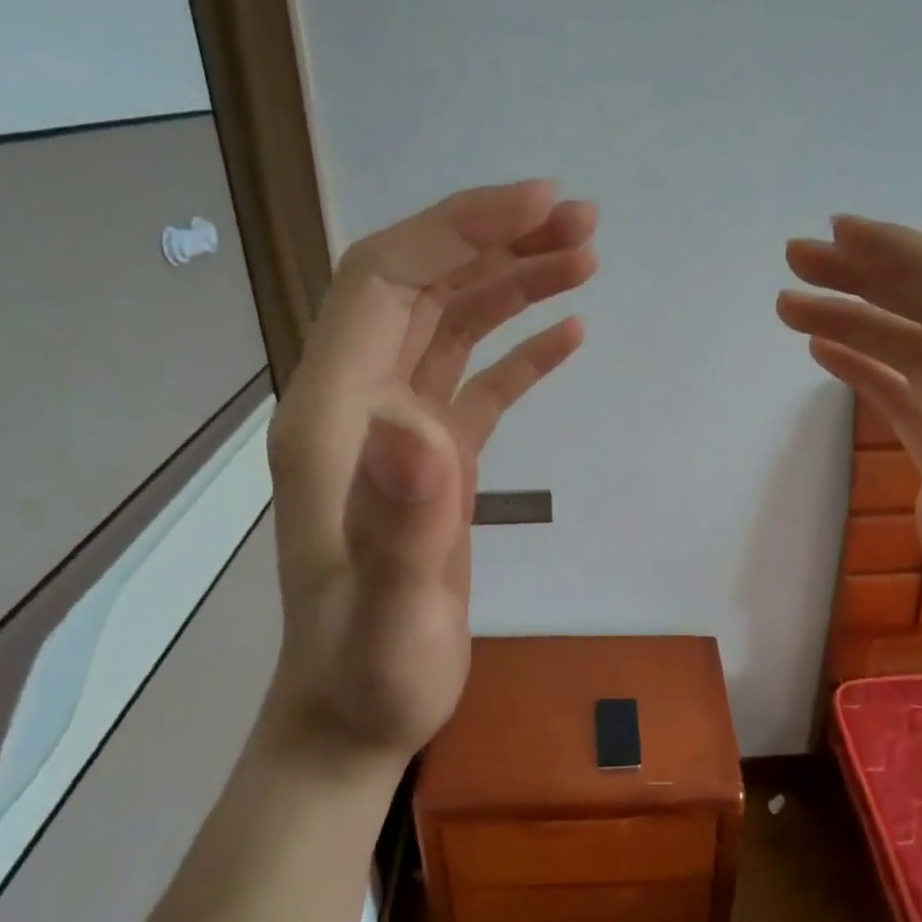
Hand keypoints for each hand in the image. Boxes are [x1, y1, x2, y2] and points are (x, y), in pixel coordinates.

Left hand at [265, 180, 596, 761]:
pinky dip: (519, 350)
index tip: (539, 204)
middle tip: (583, 222)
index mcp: (334, 417)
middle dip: (496, 240)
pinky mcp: (432, 463)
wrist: (355, 717)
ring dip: (513, 284)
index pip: (386, 280)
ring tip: (586, 258)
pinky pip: (475, 382)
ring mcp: (396, 433)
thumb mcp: (388, 615)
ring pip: (451, 325)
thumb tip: (417, 422)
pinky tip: (569, 334)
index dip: (457, 229)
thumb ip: (397, 522)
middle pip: (421, 286)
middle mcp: (358, 406)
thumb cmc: (369, 674)